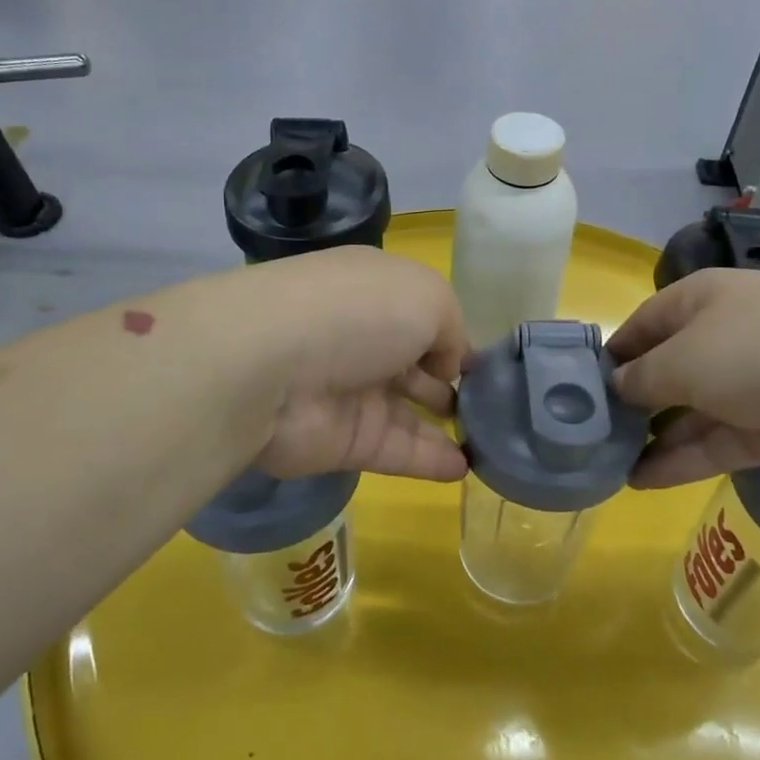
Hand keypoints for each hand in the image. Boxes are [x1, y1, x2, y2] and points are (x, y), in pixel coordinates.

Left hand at [240, 247, 468, 482]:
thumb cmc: (357, 314)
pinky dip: (431, 459)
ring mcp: (350, 392)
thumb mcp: (427, 297)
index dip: (451, 336)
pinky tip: (464, 467)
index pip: (419, 313)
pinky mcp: (343, 441)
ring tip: (488, 440)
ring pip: (407, 411)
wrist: (271, 368)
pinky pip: (396, 450)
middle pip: (412, 363)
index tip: (482, 363)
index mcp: (375, 292)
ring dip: (445, 424)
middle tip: (487, 405)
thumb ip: (451, 328)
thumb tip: (449, 365)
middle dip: (447, 380)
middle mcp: (361, 339)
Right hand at [606, 268, 759, 486]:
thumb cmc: (759, 350)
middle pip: (668, 369)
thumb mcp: (683, 360)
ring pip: (691, 412)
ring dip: (653, 437)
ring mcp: (755, 384)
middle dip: (633, 400)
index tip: (581, 385)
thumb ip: (641, 378)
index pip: (645, 323)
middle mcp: (726, 336)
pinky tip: (641, 481)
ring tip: (609, 464)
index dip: (614, 352)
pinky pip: (717, 443)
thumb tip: (616, 386)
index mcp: (703, 301)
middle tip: (592, 433)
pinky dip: (682, 460)